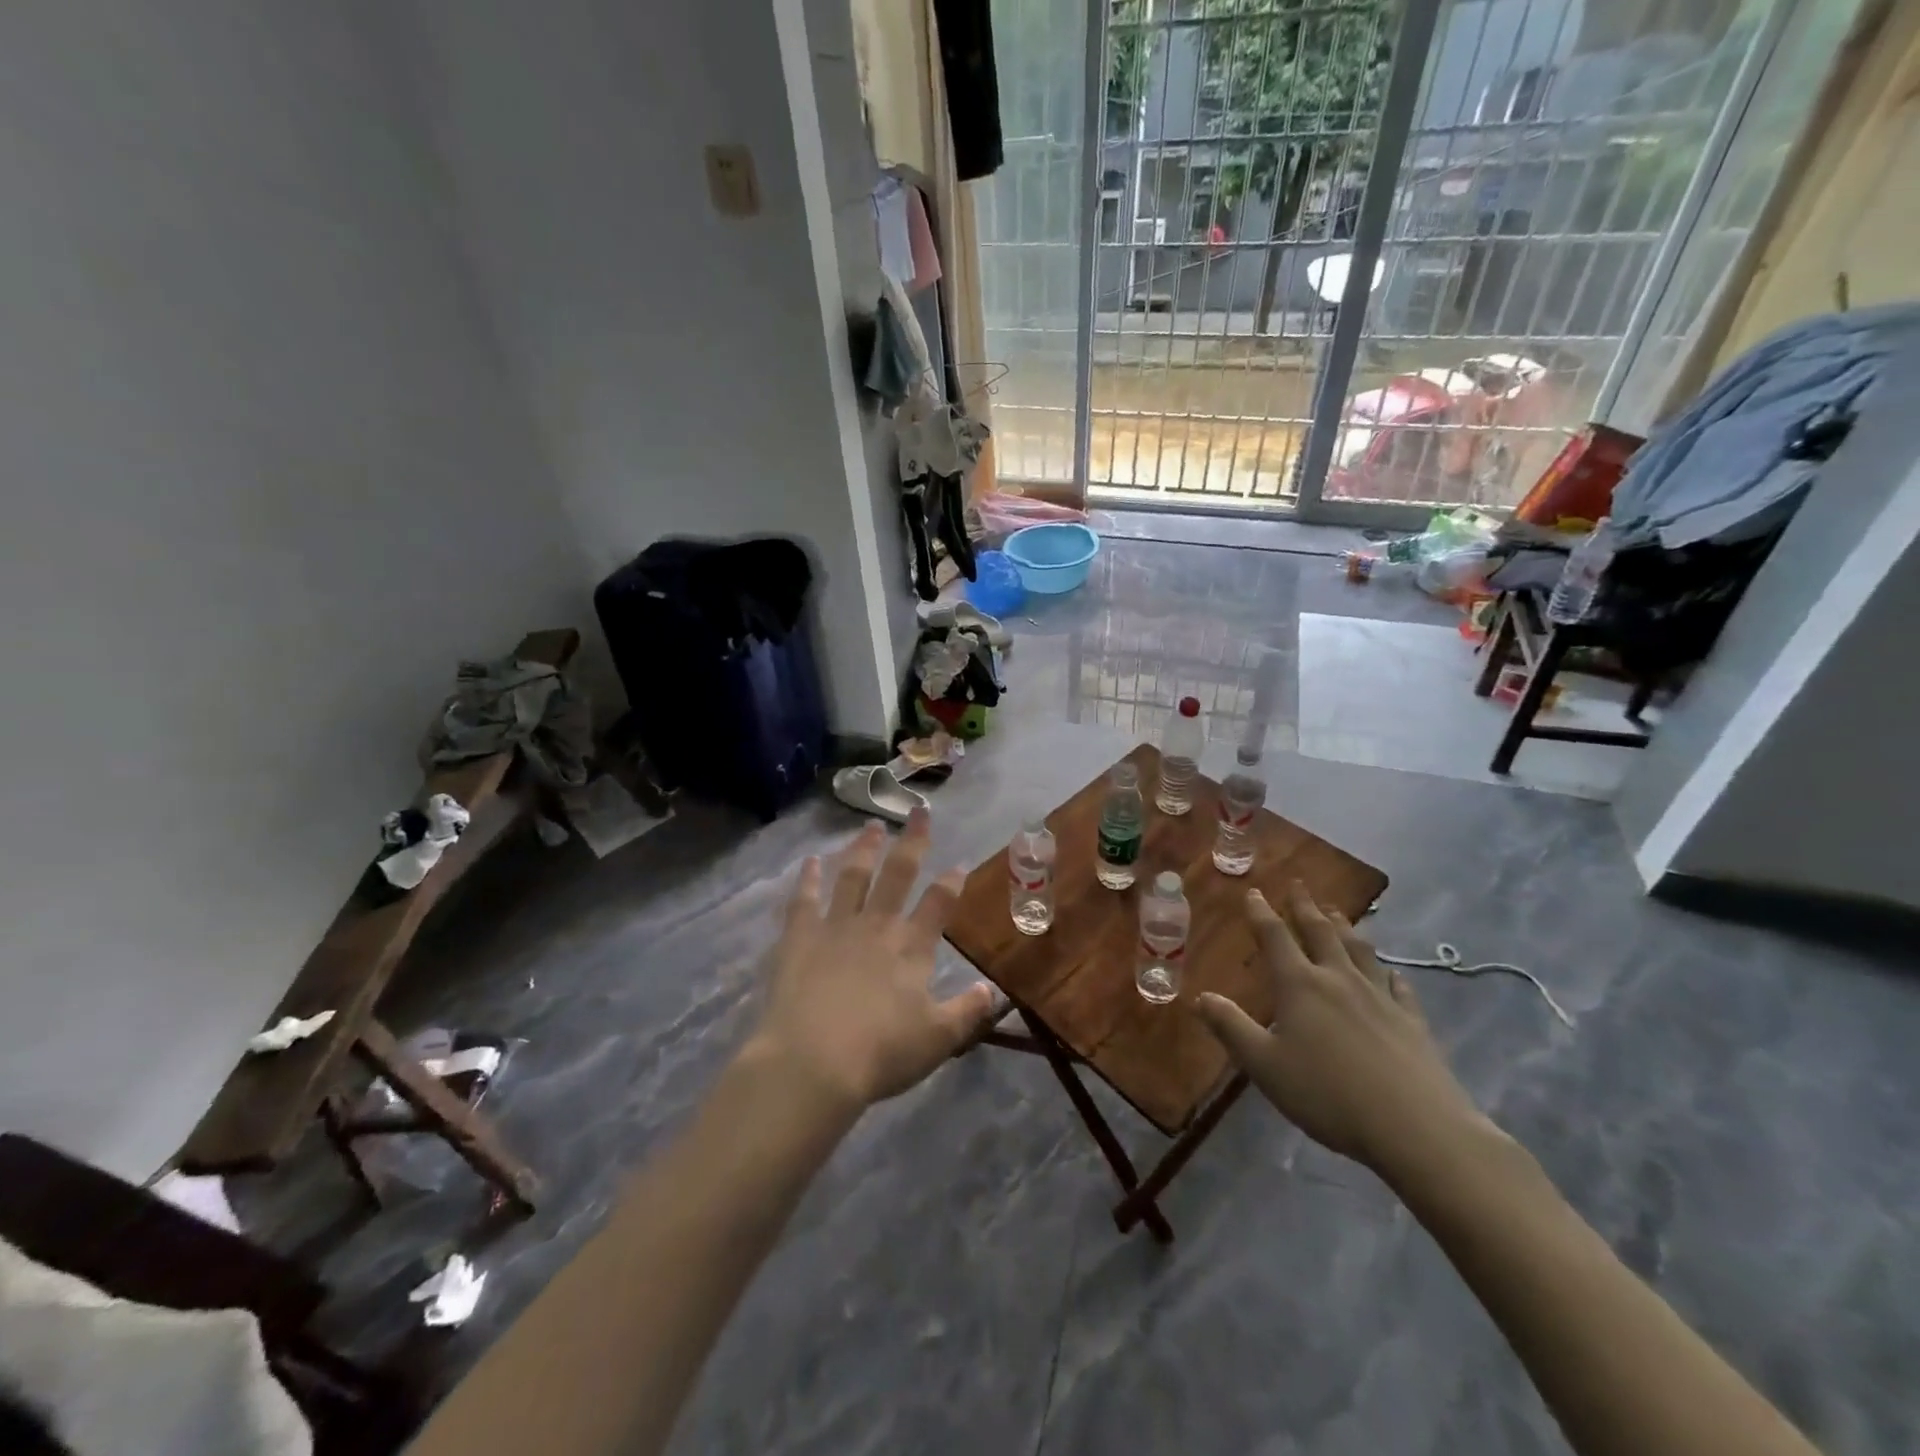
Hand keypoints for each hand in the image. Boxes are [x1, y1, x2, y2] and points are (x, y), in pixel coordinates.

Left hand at [750, 810, 995, 1114]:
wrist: (813, 1062)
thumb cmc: (880, 1054)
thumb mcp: (937, 1039)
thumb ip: (967, 1011)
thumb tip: (994, 991)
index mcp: (911, 948)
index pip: (938, 905)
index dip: (951, 882)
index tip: (959, 863)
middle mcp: (876, 926)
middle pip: (898, 874)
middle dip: (912, 842)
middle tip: (919, 813)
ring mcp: (835, 927)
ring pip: (853, 876)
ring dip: (864, 848)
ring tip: (871, 825)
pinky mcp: (799, 938)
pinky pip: (804, 900)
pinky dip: (808, 878)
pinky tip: (811, 860)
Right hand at [1193, 882, 1486, 1175]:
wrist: (1416, 1128)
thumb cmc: (1328, 1094)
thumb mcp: (1264, 1065)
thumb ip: (1231, 1028)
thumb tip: (1201, 996)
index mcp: (1300, 985)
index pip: (1275, 937)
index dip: (1262, 913)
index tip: (1254, 892)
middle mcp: (1339, 979)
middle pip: (1321, 932)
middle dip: (1305, 907)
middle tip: (1299, 884)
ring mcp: (1380, 998)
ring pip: (1360, 950)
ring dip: (1345, 926)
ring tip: (1337, 911)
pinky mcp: (1412, 1021)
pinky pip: (1399, 985)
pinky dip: (1388, 971)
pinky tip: (1390, 970)